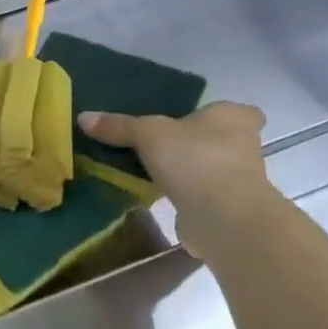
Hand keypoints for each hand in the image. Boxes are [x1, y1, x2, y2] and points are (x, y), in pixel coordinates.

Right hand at [78, 101, 273, 260]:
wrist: (224, 217)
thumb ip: (118, 126)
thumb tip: (83, 117)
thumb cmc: (195, 159)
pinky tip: (157, 194)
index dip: (218, 115)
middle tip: (161, 143)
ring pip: (210, 167)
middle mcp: (244, 145)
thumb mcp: (147, 134)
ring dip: (189, 170)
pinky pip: (201, 194)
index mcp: (233, 118)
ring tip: (151, 169)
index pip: (238, 111)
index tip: (193, 120)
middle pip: (220, 139)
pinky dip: (185, 194)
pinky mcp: (228, 207)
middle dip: (196, 142)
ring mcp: (240, 179)